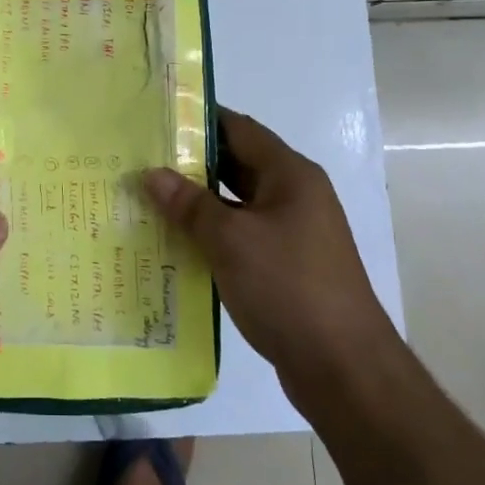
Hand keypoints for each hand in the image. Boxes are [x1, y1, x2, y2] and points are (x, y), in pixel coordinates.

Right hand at [142, 109, 386, 376]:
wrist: (342, 366)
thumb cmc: (288, 286)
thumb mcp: (232, 240)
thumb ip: (190, 204)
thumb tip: (152, 174)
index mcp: (290, 175)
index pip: (240, 129)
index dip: (200, 120)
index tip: (157, 118)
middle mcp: (295, 196)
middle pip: (238, 165)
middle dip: (191, 163)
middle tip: (141, 159)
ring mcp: (292, 233)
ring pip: (236, 204)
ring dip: (198, 203)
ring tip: (147, 198)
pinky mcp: (285, 266)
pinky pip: (241, 237)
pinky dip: (211, 235)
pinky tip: (175, 243)